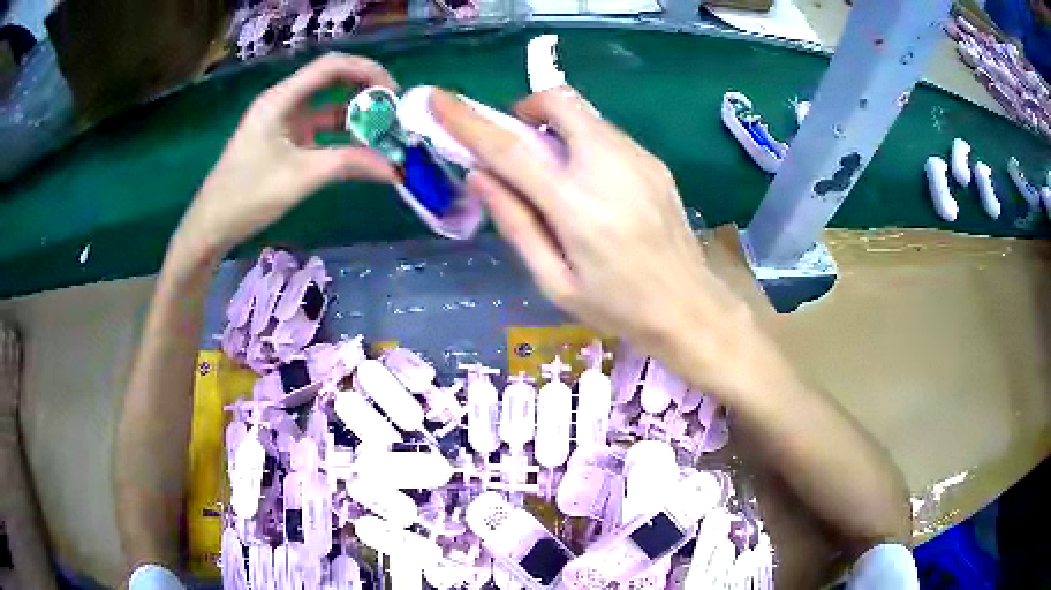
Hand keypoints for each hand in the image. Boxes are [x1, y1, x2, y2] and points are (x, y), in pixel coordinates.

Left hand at [174, 53, 399, 260]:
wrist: (211, 227)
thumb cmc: (248, 196)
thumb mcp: (301, 177)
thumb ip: (349, 165)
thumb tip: (394, 169)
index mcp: (281, 99)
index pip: (332, 66)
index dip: (367, 71)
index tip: (394, 94)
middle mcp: (283, 102)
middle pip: (332, 82)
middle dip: (365, 93)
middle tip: (393, 112)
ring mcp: (282, 123)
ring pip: (327, 108)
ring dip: (354, 118)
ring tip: (383, 134)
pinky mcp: (282, 142)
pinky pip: (318, 131)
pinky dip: (340, 138)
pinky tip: (360, 151)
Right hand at [430, 89, 751, 370]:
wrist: (689, 308)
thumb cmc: (617, 307)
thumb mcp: (554, 282)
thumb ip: (515, 224)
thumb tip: (480, 177)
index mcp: (576, 206)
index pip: (510, 148)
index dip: (468, 121)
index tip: (439, 100)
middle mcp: (609, 167)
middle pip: (559, 102)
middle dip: (527, 110)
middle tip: (519, 146)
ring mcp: (638, 159)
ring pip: (584, 115)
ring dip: (557, 128)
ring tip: (557, 175)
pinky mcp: (655, 162)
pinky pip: (607, 134)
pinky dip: (584, 142)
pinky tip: (592, 186)